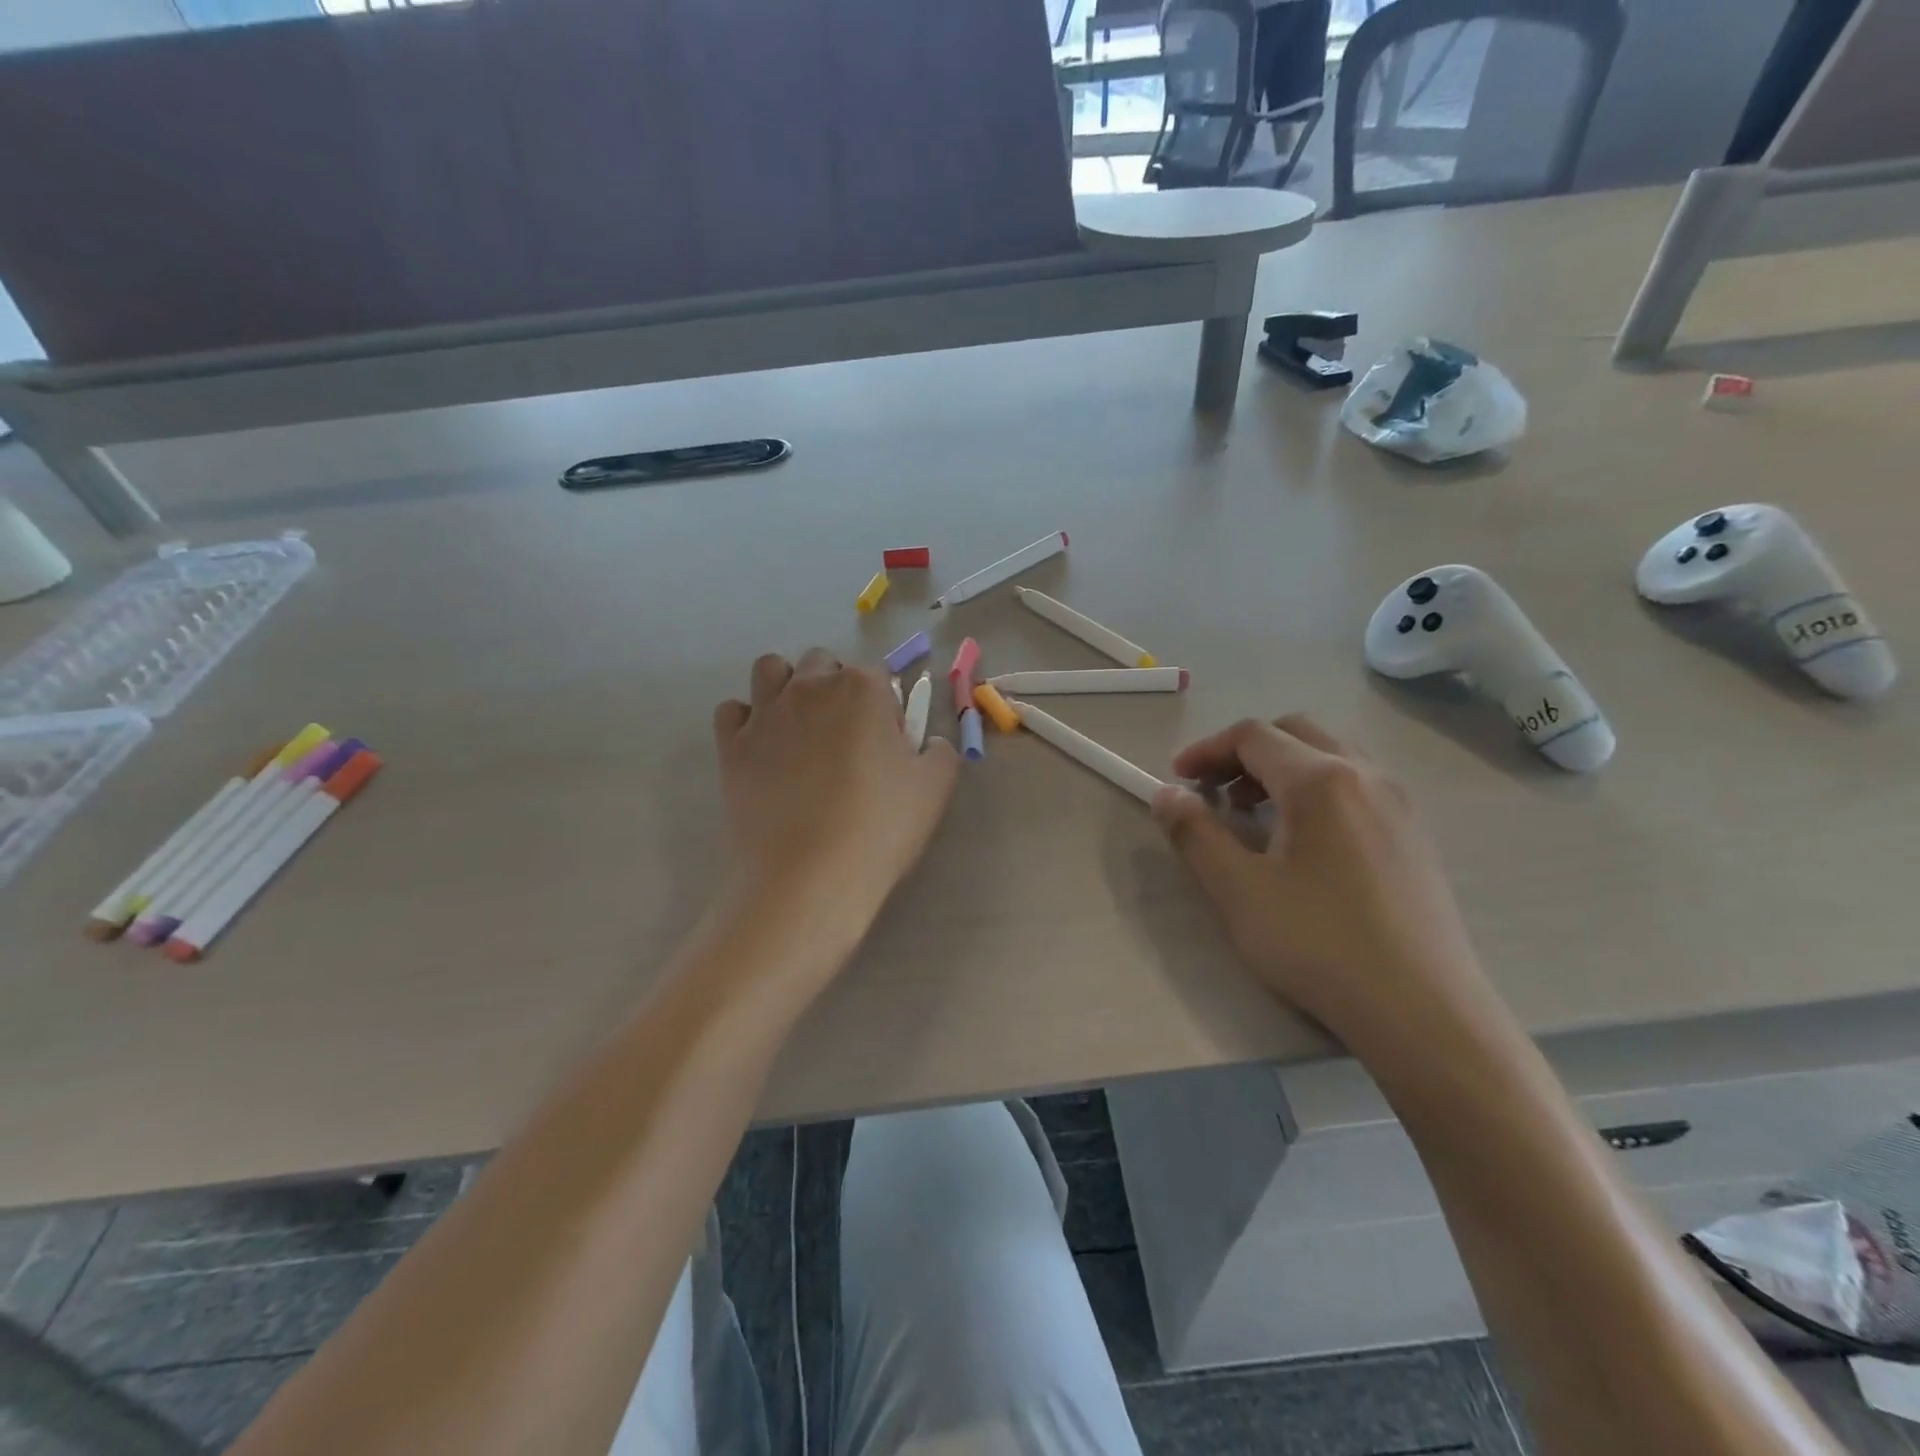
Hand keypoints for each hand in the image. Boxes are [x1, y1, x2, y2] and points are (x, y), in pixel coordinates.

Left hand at [713, 649, 959, 931]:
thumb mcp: (934, 788)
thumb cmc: (879, 827)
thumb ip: (939, 752)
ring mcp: (765, 714)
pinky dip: (746, 720)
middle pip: (823, 663)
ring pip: (771, 670)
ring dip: (788, 686)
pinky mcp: (731, 746)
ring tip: (802, 728)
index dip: (887, 708)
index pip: (878, 676)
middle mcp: (810, 687)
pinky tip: (763, 747)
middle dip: (837, 687)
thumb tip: (928, 743)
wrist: (807, 877)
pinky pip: (732, 711)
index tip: (890, 745)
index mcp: (862, 688)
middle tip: (847, 737)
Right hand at [1151, 714, 1489, 1047]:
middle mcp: (1366, 774)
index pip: (1253, 735)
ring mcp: (1400, 802)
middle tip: (1213, 790)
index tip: (1176, 779)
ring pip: (1331, 754)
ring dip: (1282, 767)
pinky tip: (1302, 840)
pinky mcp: (1415, 834)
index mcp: (1321, 779)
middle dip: (1244, 752)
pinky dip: (1316, 787)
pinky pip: (1357, 783)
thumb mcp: (1237, 890)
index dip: (1207, 750)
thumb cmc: (1319, 944)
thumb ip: (1195, 833)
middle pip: (1295, 732)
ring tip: (1252, 813)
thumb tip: (1166, 794)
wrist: (1423, 1012)